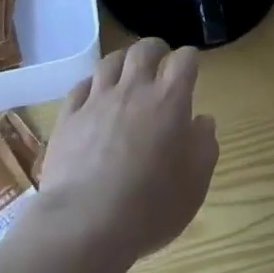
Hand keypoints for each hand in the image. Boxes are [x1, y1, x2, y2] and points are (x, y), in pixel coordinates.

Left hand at [38, 39, 217, 271]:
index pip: (184, 60)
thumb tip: (203, 121)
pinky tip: (94, 94)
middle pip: (144, 49)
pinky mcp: (69, 117)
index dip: (190, 59)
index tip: (192, 68)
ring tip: (127, 72)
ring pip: (110, 62)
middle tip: (160, 59)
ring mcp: (97, 101)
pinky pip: (81, 87)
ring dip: (123, 61)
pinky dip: (92, 85)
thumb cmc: (150, 206)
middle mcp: (134, 90)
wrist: (86, 223)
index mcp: (169, 101)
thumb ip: (204, 146)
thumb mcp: (195, 184)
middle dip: (156, 49)